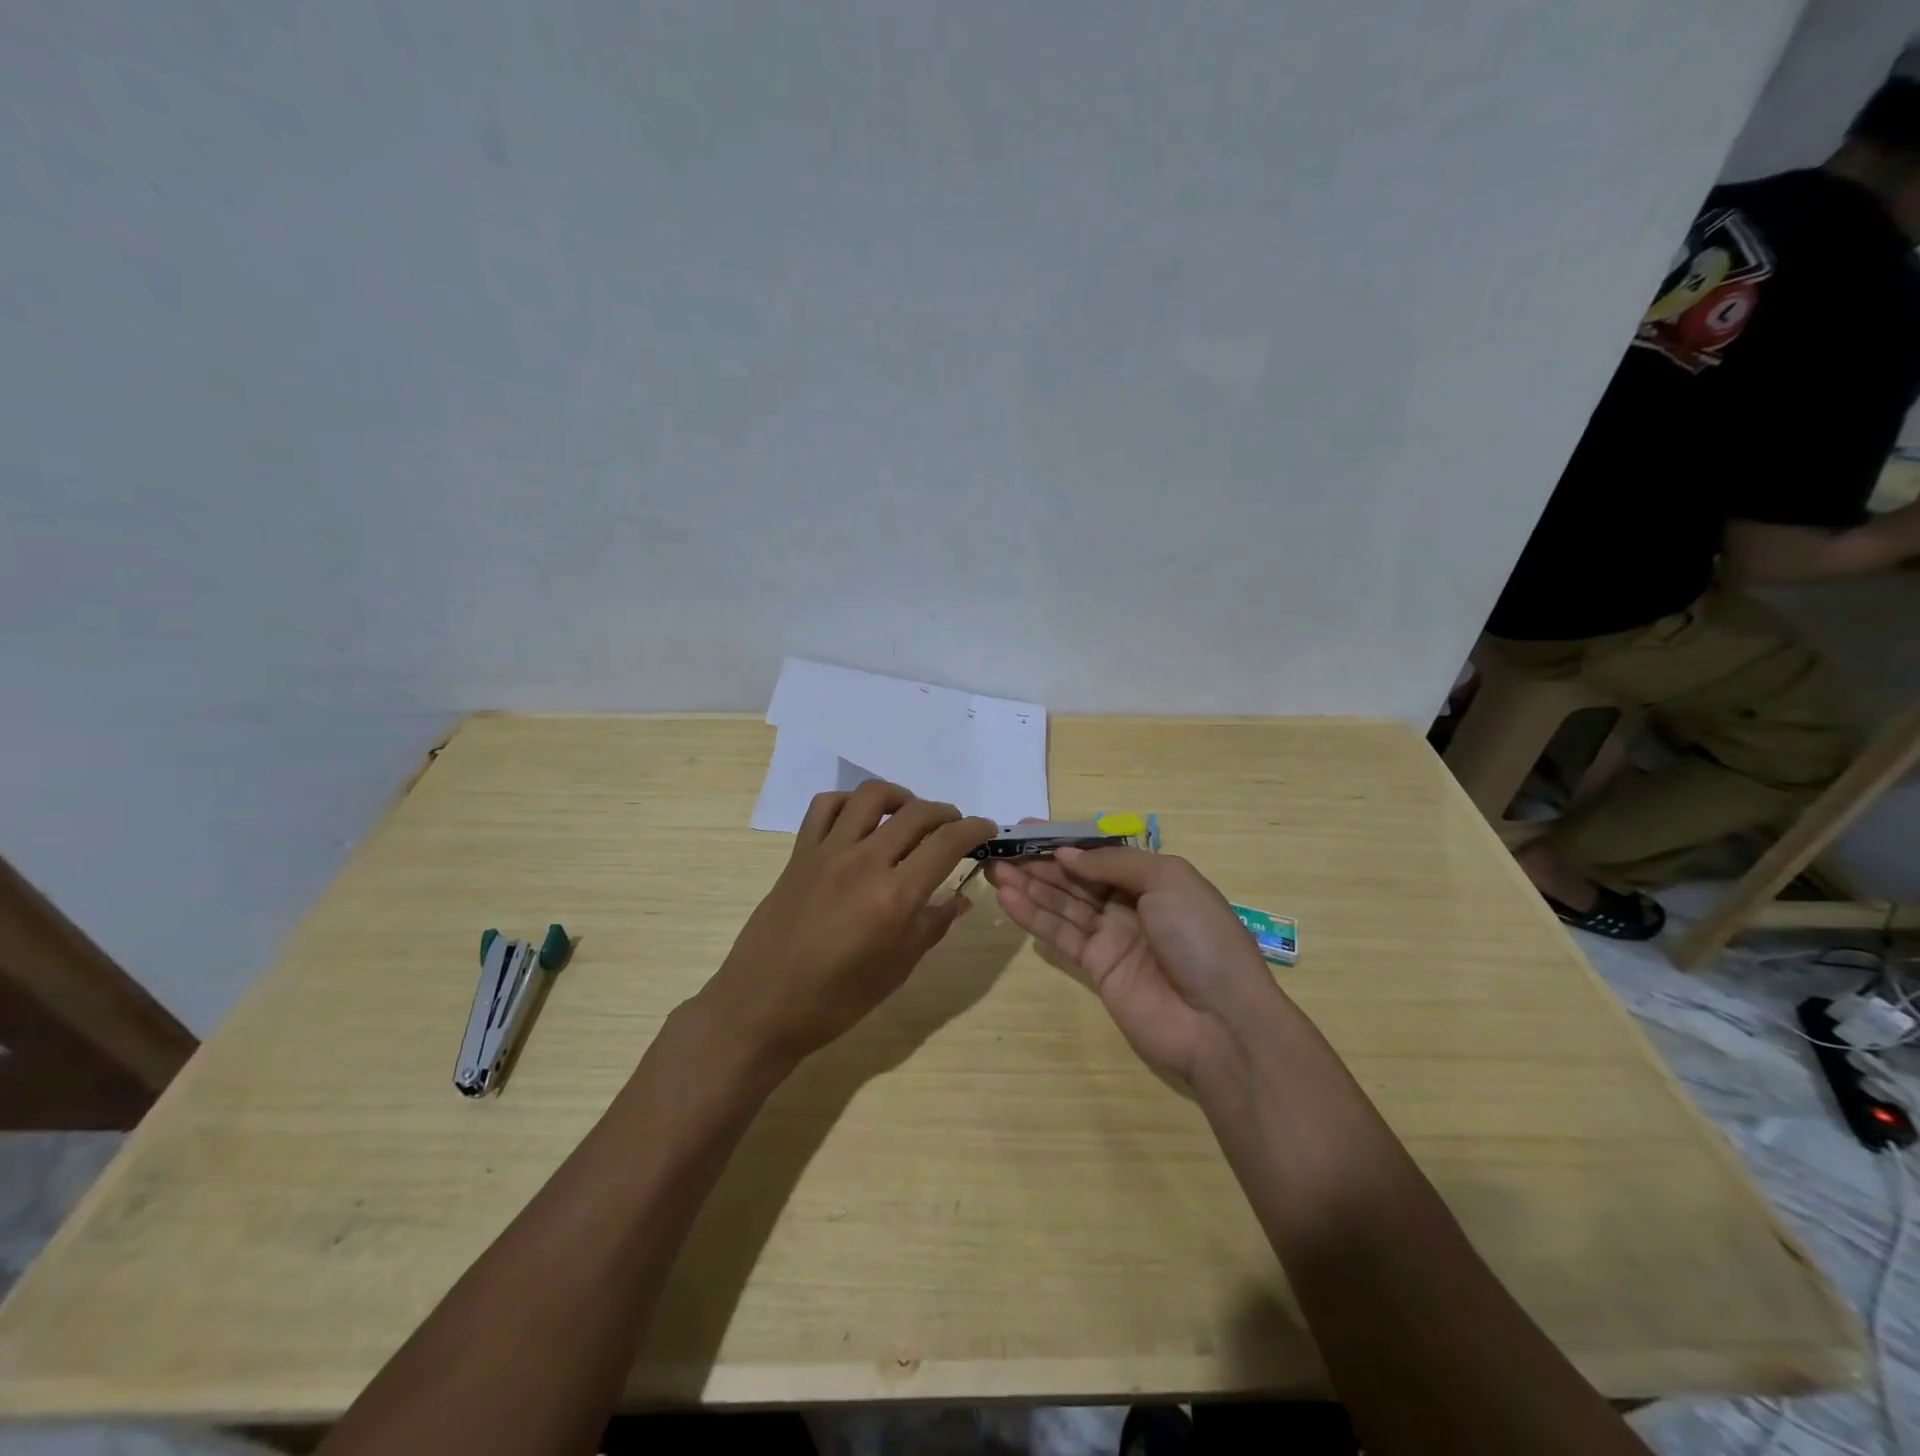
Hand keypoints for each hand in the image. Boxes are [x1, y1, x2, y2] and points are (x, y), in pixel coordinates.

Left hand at [700, 781, 995, 1066]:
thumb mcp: (897, 969)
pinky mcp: (799, 854)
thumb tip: (961, 899)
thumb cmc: (836, 1000)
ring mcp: (827, 853)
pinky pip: (825, 807)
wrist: (763, 1007)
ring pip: (870, 797)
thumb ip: (932, 925)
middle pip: (915, 814)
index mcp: (894, 896)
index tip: (987, 828)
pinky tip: (860, 820)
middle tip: (954, 827)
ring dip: (900, 798)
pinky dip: (849, 802)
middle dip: (945, 813)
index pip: (945, 844)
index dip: (973, 830)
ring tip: (909, 816)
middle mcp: (863, 862)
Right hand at [985, 848, 1278, 1087]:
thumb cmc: (1200, 937)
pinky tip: (1007, 898)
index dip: (1065, 841)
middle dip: (1039, 862)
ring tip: (994, 869)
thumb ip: (1114, 864)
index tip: (1027, 829)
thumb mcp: (1168, 880)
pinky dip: (1033, 916)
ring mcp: (1112, 937)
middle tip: (1000, 849)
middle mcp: (1130, 904)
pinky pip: (1060, 935)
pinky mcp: (1095, 968)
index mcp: (1153, 879)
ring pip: (1062, 904)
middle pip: (1076, 878)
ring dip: (1029, 886)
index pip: (1100, 854)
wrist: (1220, 1021)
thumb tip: (1067, 854)